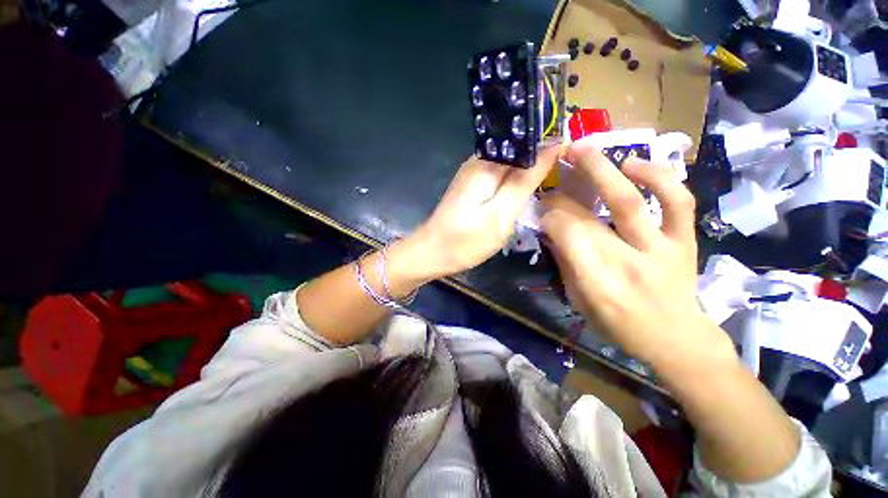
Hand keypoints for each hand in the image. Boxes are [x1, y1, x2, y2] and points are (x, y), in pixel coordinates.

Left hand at [403, 147, 558, 280]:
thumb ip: (525, 181)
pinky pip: (500, 177)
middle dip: (541, 160)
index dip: (551, 145)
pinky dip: (514, 183)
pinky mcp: (472, 186)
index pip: (527, 141)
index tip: (574, 155)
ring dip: (529, 173)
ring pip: (510, 165)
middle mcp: (479, 161)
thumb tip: (552, 148)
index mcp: (487, 163)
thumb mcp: (501, 214)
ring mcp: (474, 174)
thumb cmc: (466, 240)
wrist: (432, 253)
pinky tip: (525, 192)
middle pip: (518, 151)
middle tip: (567, 173)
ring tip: (552, 182)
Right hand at [539, 140, 734, 369]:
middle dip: (564, 194)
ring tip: (586, 148)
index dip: (550, 217)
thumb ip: (565, 263)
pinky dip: (659, 177)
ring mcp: (660, 249)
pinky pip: (678, 202)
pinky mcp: (684, 241)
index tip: (543, 209)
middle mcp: (627, 264)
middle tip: (554, 167)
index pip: (567, 238)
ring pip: (630, 202)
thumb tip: (551, 229)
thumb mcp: (580, 302)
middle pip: (588, 219)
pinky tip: (634, 164)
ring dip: (604, 170)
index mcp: (597, 285)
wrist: (678, 339)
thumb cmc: (620, 326)